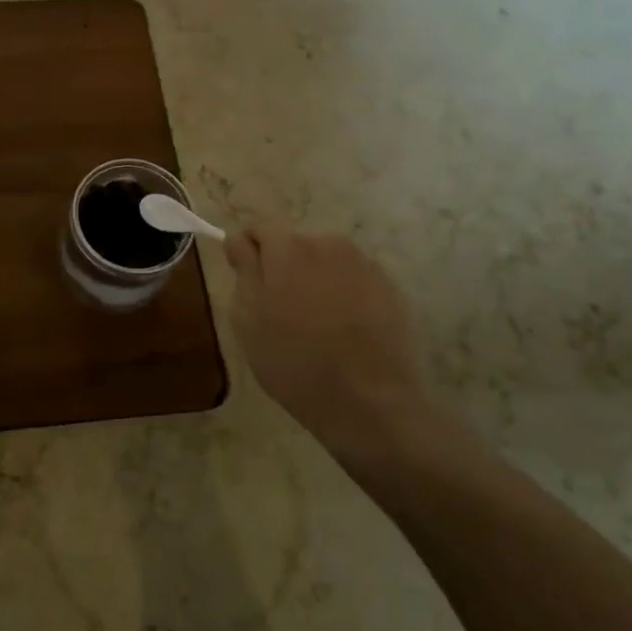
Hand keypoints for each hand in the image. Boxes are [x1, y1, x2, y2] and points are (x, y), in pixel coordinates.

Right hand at [226, 224, 431, 464]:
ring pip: (326, 262)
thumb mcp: (248, 320)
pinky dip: (344, 295)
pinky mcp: (391, 289)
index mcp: (289, 248)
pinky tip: (343, 332)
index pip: (260, 227)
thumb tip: (241, 241)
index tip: (245, 279)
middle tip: (279, 310)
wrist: (370, 403)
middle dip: (283, 266)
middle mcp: (329, 244)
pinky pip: (354, 280)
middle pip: (295, 243)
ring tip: (315, 324)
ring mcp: (365, 265)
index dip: (248, 249)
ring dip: (315, 280)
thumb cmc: (294, 362)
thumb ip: (244, 270)